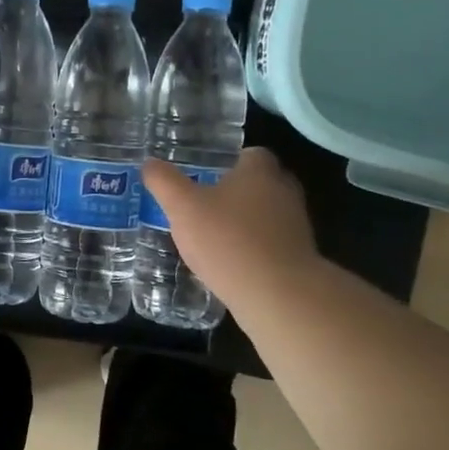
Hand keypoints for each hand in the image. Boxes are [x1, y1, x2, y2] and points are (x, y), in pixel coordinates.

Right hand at [141, 148, 320, 302]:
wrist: (278, 295)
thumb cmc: (228, 240)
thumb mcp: (182, 207)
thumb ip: (164, 182)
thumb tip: (149, 163)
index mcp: (259, 171)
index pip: (250, 154)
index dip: (228, 162)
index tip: (205, 174)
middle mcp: (284, 191)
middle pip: (260, 183)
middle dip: (236, 191)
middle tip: (205, 203)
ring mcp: (297, 226)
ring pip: (267, 214)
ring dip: (245, 221)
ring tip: (213, 235)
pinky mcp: (299, 257)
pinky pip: (271, 243)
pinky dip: (254, 248)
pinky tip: (230, 263)